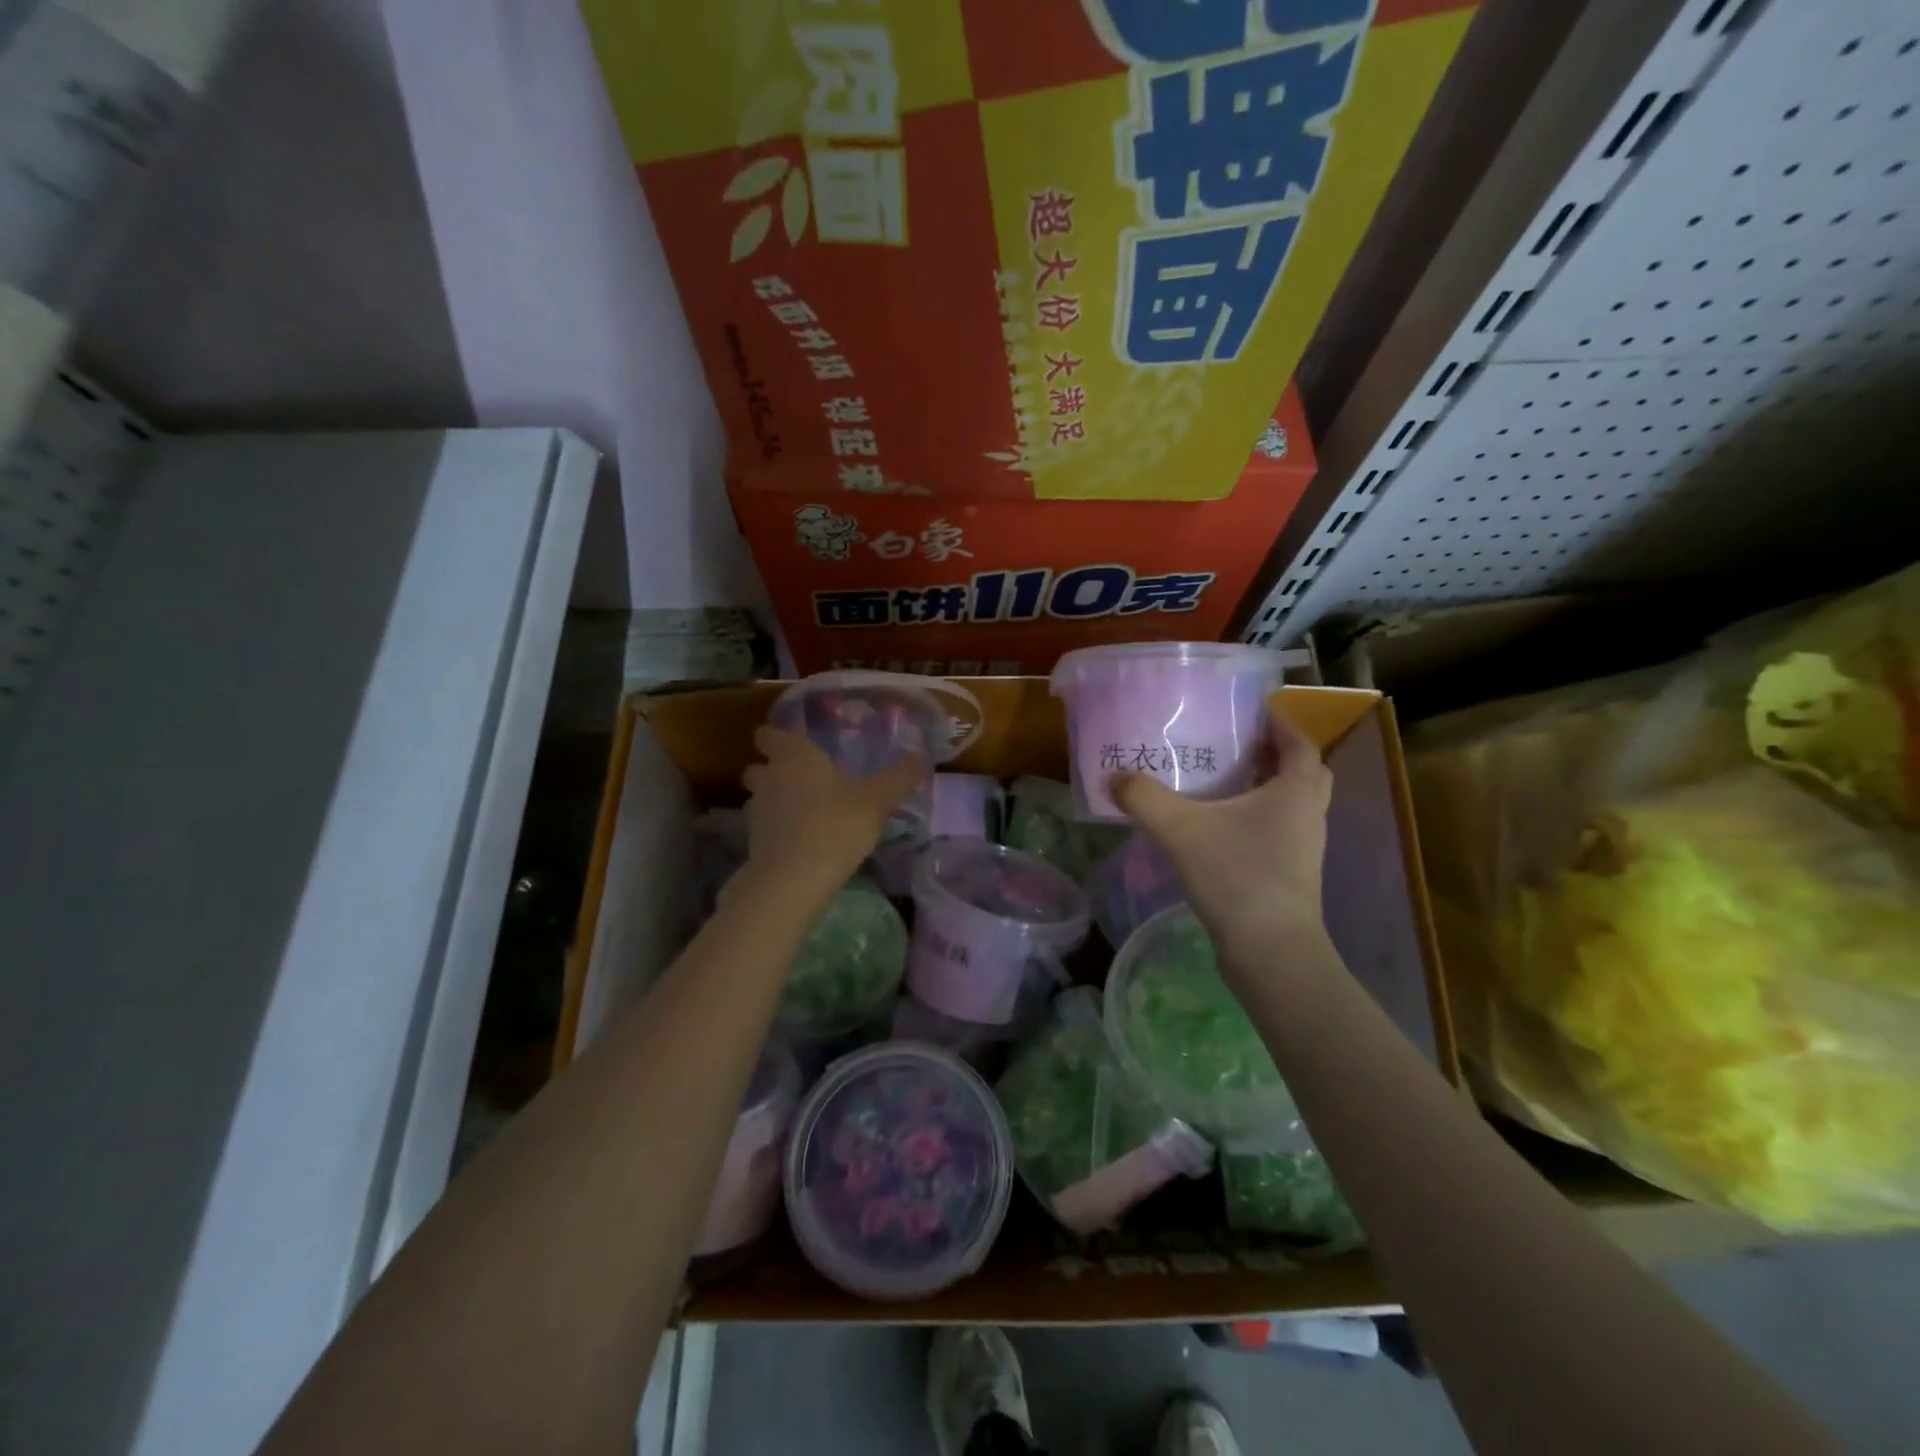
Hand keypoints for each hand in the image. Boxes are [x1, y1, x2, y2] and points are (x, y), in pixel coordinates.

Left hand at [739, 726, 927, 893]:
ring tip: (806, 812)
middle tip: (804, 779)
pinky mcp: (753, 844)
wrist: (793, 880)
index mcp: (794, 756)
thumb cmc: (836, 825)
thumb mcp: (877, 800)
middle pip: (760, 766)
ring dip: (776, 802)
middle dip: (774, 770)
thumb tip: (921, 755)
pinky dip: (778, 830)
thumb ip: (899, 777)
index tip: (797, 743)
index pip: (770, 734)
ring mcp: (756, 812)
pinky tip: (802, 841)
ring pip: (761, 798)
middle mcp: (769, 778)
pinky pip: (765, 828)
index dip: (779, 737)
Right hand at [1110, 708, 1333, 972]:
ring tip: (1226, 782)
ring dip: (1269, 789)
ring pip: (1294, 805)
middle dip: (1278, 756)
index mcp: (1295, 792)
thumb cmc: (1237, 877)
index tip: (1252, 712)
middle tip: (1241, 747)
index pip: (1299, 744)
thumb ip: (1145, 799)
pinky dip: (1259, 819)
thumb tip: (1113, 777)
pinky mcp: (1292, 876)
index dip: (1280, 724)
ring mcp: (1304, 849)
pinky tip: (1221, 828)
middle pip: (1305, 773)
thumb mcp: (1182, 830)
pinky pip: (1281, 832)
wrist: (1270, 952)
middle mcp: (1309, 815)